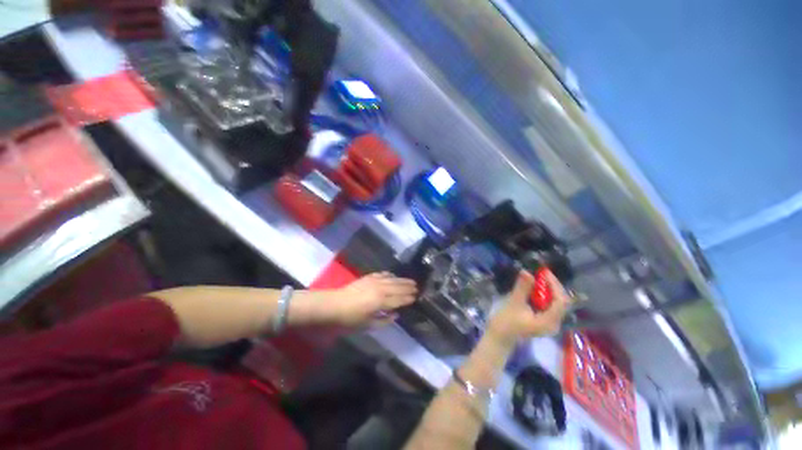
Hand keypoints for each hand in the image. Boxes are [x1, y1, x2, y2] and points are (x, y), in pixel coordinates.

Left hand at [330, 272, 417, 326]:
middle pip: (398, 287)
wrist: (333, 305)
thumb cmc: (350, 319)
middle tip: (417, 287)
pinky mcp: (368, 277)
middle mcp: (380, 289)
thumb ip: (384, 320)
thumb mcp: (368, 325)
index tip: (416, 297)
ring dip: (402, 280)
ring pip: (392, 279)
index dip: (408, 298)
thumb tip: (396, 315)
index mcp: (381, 301)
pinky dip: (390, 275)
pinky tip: (393, 275)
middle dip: (408, 287)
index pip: (399, 299)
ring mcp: (374, 281)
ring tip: (410, 280)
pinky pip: (382, 274)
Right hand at [487, 269, 572, 344]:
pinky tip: (534, 287)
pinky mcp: (542, 319)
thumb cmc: (505, 323)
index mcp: (549, 321)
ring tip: (537, 277)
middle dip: (552, 285)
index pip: (561, 300)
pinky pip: (548, 304)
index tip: (543, 272)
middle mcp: (554, 322)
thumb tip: (527, 271)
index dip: (555, 284)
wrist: (499, 338)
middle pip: (561, 300)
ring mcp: (549, 321)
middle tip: (539, 272)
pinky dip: (543, 294)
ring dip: (548, 288)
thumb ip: (522, 288)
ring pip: (555, 301)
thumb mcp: (513, 304)